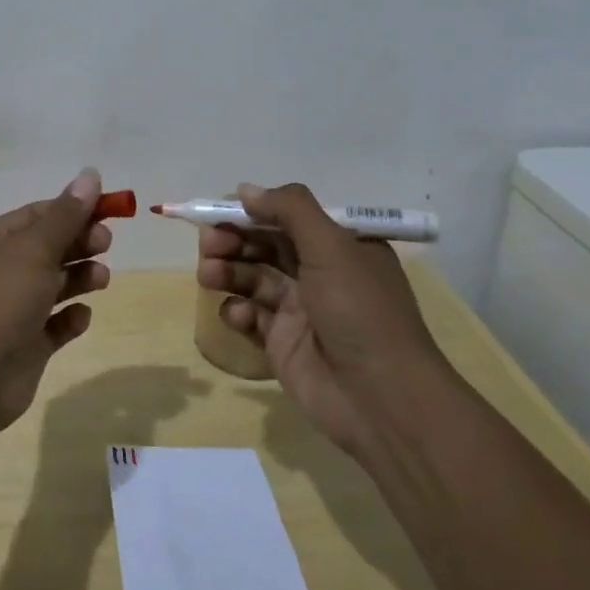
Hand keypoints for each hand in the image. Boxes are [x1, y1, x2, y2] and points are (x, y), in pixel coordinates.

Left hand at [0, 168, 112, 432]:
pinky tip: (80, 316)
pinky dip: (70, 318)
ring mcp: (9, 310)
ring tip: (101, 279)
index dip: (72, 209)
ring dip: (79, 277)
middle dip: (78, 243)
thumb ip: (67, 215)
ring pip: (52, 285)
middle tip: (105, 243)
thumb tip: (91, 174)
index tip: (110, 210)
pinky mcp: (23, 346)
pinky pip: (54, 325)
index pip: (36, 215)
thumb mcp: (34, 249)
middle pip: (46, 248)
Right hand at [196, 182, 440, 458]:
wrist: (381, 399)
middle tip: (208, 242)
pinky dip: (238, 311)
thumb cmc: (360, 311)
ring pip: (252, 278)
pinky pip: (250, 317)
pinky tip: (238, 315)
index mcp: (339, 246)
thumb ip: (289, 210)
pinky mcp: (282, 343)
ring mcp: (300, 310)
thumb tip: (245, 190)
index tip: (218, 210)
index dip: (252, 211)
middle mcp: (319, 273)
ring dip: (227, 270)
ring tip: (209, 275)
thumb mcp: (331, 247)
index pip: (288, 216)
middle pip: (264, 245)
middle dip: (233, 239)